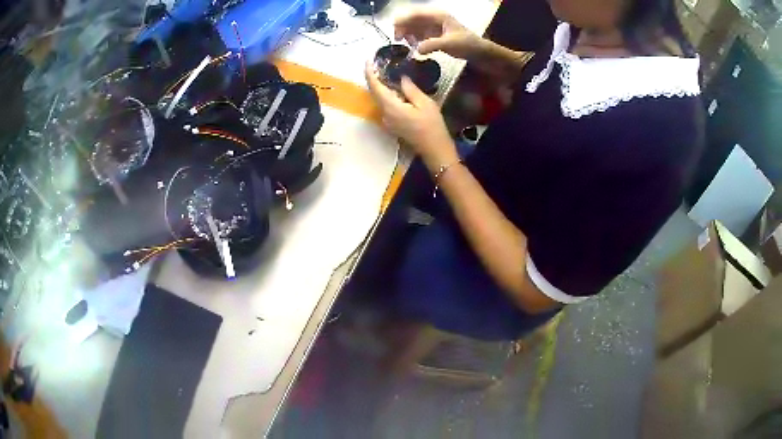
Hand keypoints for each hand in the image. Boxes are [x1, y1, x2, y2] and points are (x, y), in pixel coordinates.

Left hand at [365, 62, 458, 169]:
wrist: (434, 149)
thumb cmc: (432, 125)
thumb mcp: (424, 103)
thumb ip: (410, 89)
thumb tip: (401, 77)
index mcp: (390, 106)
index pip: (375, 86)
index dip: (370, 72)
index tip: (368, 60)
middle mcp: (384, 114)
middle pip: (375, 92)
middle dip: (375, 77)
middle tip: (380, 63)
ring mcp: (387, 120)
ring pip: (380, 99)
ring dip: (382, 86)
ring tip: (388, 72)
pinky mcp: (392, 124)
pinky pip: (386, 105)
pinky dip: (388, 95)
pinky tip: (397, 89)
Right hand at [394, 10, 483, 59]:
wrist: (478, 52)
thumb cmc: (467, 44)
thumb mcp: (450, 44)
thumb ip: (432, 45)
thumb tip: (416, 50)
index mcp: (437, 15)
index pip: (415, 13)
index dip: (403, 20)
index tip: (396, 31)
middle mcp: (433, 18)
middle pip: (411, 19)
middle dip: (403, 28)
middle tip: (399, 40)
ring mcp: (432, 26)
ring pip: (413, 27)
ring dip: (408, 35)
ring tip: (410, 45)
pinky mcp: (433, 34)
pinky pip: (418, 34)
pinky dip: (414, 40)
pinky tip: (416, 47)